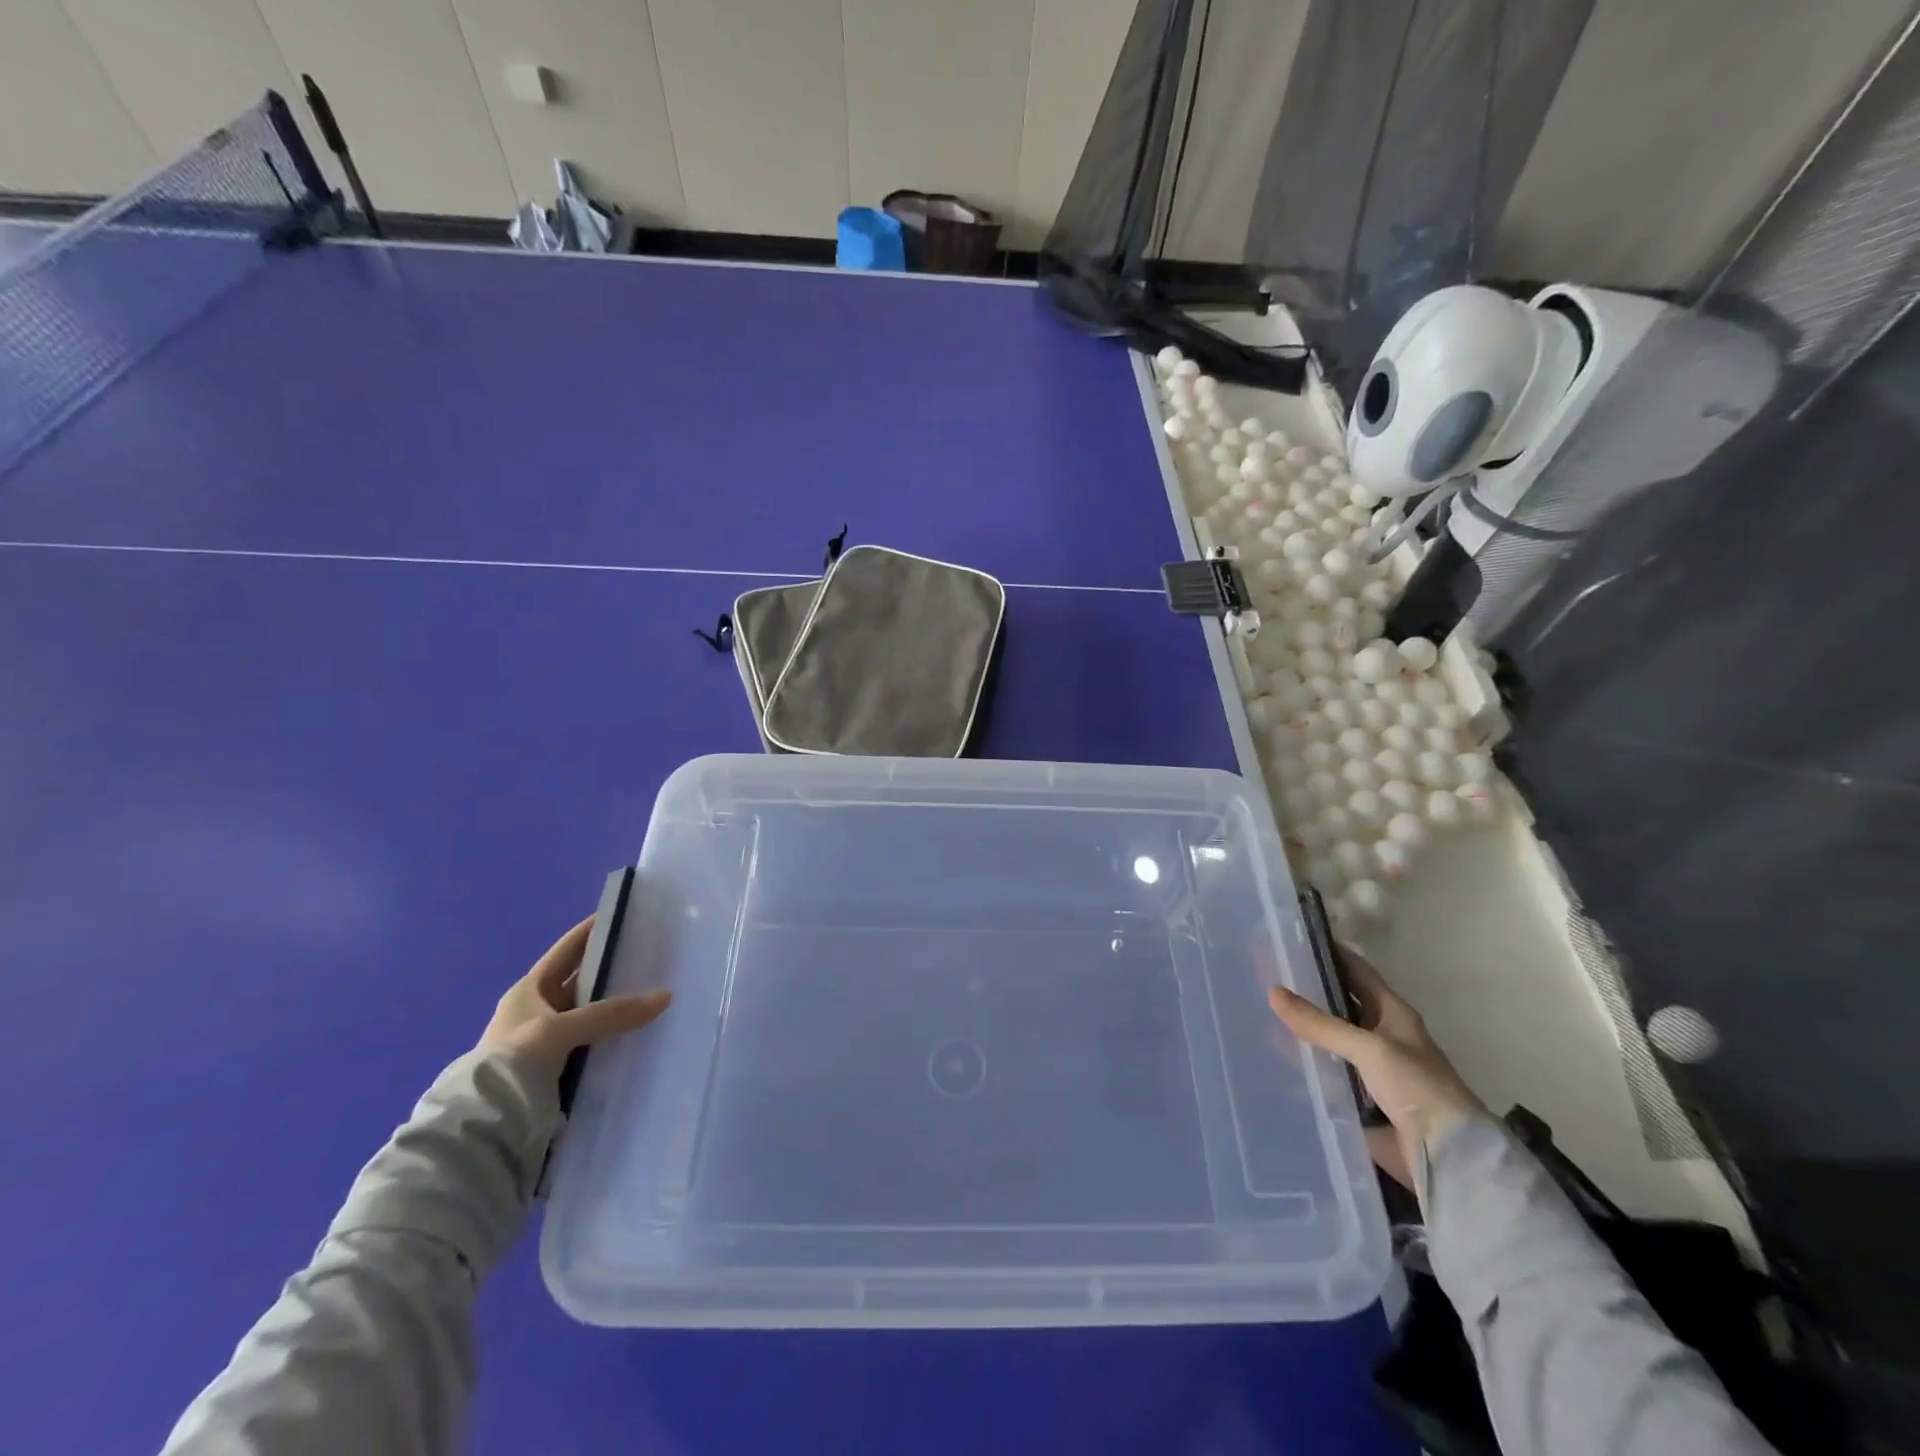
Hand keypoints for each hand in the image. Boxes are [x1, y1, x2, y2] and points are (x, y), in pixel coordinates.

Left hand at [480, 917, 671, 1071]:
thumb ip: (611, 1013)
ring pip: (592, 1016)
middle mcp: (537, 1012)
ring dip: (618, 1008)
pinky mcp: (559, 1072)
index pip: (566, 951)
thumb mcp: (560, 1030)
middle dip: (613, 970)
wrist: (484, 1129)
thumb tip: (666, 996)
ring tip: (658, 994)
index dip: (591, 931)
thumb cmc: (512, 1064)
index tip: (623, 915)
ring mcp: (548, 1044)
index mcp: (528, 991)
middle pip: (582, 983)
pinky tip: (642, 1035)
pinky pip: (595, 1045)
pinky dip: (615, 1039)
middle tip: (654, 956)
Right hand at [1269, 945, 1483, 1200]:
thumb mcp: (1369, 1048)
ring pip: (1327, 1038)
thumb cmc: (1417, 1088)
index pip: (1354, 970)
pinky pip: (1324, 1072)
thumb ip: (1320, 1023)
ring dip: (1300, 1027)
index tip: (1289, 938)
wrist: (1448, 1157)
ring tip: (1257, 1009)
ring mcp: (1368, 1067)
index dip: (1326, 952)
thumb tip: (1273, 991)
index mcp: (1391, 1012)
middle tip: (1262, 973)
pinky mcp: (1358, 1097)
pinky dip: (1302, 1063)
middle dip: (1304, 989)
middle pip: (1336, 1003)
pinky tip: (1272, 1055)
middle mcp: (1380, 1033)